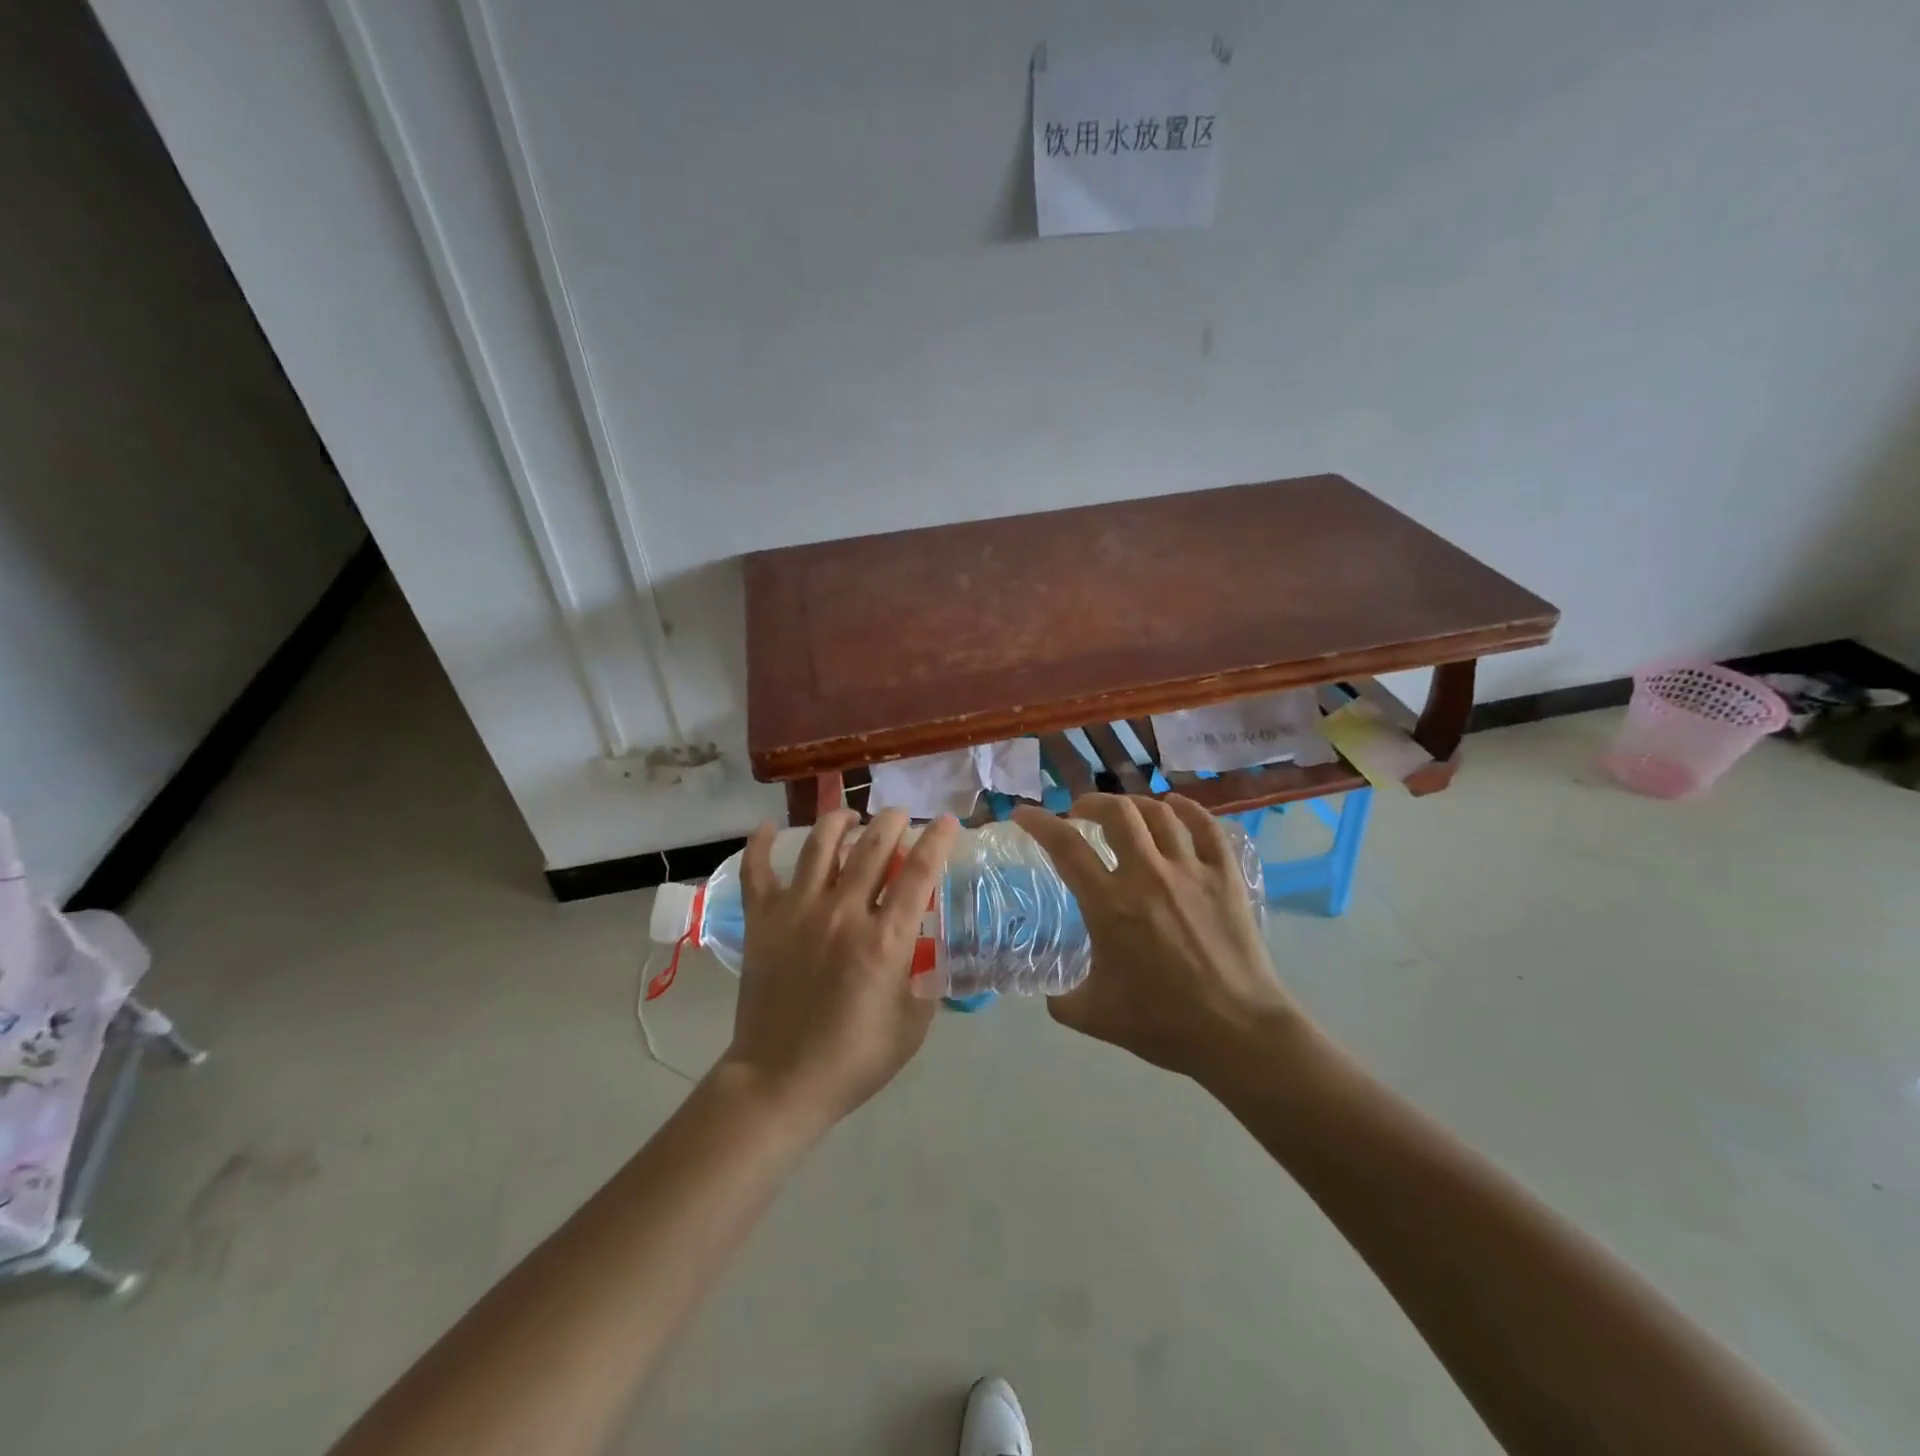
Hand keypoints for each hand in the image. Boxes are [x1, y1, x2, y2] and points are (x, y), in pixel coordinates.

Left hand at [719, 807, 959, 1130]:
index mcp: (885, 939)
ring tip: (849, 817)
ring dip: (839, 821)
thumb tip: (927, 949)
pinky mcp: (762, 920)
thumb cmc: (853, 1059)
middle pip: (873, 846)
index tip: (946, 821)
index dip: (936, 840)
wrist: (780, 1081)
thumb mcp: (912, 1025)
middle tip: (898, 816)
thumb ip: (925, 980)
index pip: (919, 872)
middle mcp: (843, 912)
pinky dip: (761, 844)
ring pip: (821, 845)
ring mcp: (798, 911)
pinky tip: (769, 828)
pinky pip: (757, 870)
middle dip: (891, 821)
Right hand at [1012, 795, 1306, 1080]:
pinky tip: (1176, 806)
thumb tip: (1051, 993)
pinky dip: (1188, 809)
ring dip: (1134, 805)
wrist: (1237, 1033)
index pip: (1065, 846)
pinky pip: (1207, 827)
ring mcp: (1191, 871)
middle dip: (1091, 803)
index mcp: (1109, 904)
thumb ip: (1062, 1000)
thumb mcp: (1095, 1016)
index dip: (1039, 823)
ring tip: (1124, 812)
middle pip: (1116, 812)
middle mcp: (1147, 875)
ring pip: (1159, 813)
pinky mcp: (1226, 877)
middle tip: (1080, 813)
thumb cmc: (1163, 1024)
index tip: (1023, 814)